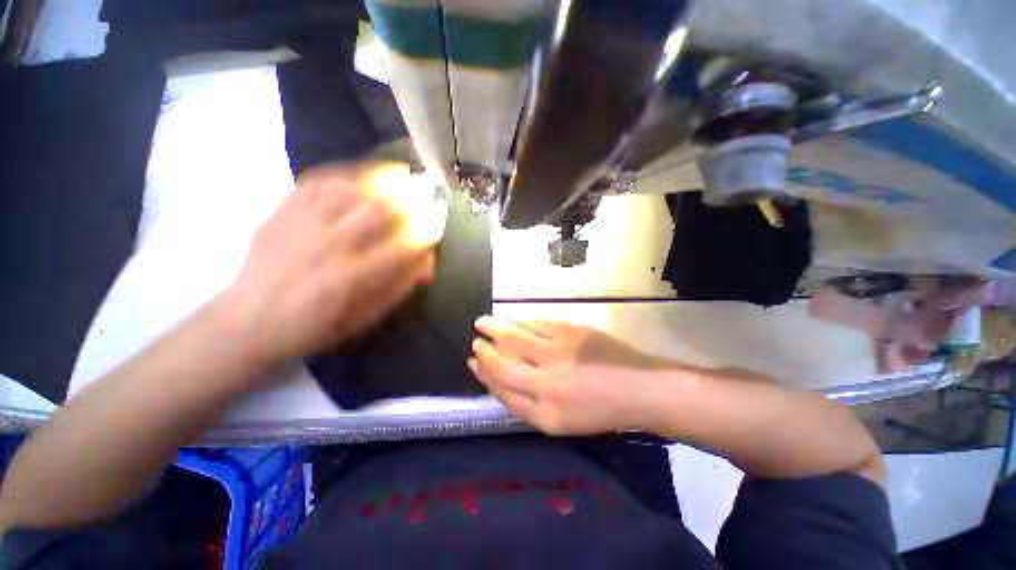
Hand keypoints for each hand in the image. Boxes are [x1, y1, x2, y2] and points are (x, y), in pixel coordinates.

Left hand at [219, 162, 437, 371]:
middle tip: (429, 191)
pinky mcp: (282, 211)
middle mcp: (327, 245)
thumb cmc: (314, 326)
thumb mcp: (365, 318)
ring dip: (382, 180)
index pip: (402, 245)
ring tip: (403, 174)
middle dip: (411, 198)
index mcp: (350, 279)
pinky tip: (363, 175)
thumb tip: (427, 260)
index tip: (439, 222)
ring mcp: (301, 223)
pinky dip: (346, 175)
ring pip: (350, 189)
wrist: (248, 321)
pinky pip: (318, 182)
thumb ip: (399, 288)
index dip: (426, 231)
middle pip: (378, 210)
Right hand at [469, 317, 673, 434]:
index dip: (483, 373)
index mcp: (544, 412)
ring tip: (483, 322)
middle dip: (484, 349)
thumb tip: (498, 378)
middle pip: (504, 361)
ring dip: (496, 328)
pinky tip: (513, 319)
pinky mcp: (572, 331)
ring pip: (517, 337)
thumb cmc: (599, 411)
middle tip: (475, 338)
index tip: (472, 360)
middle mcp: (547, 382)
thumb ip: (526, 404)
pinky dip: (521, 320)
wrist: (640, 389)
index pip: (502, 388)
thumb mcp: (559, 422)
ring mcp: (560, 352)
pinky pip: (538, 323)